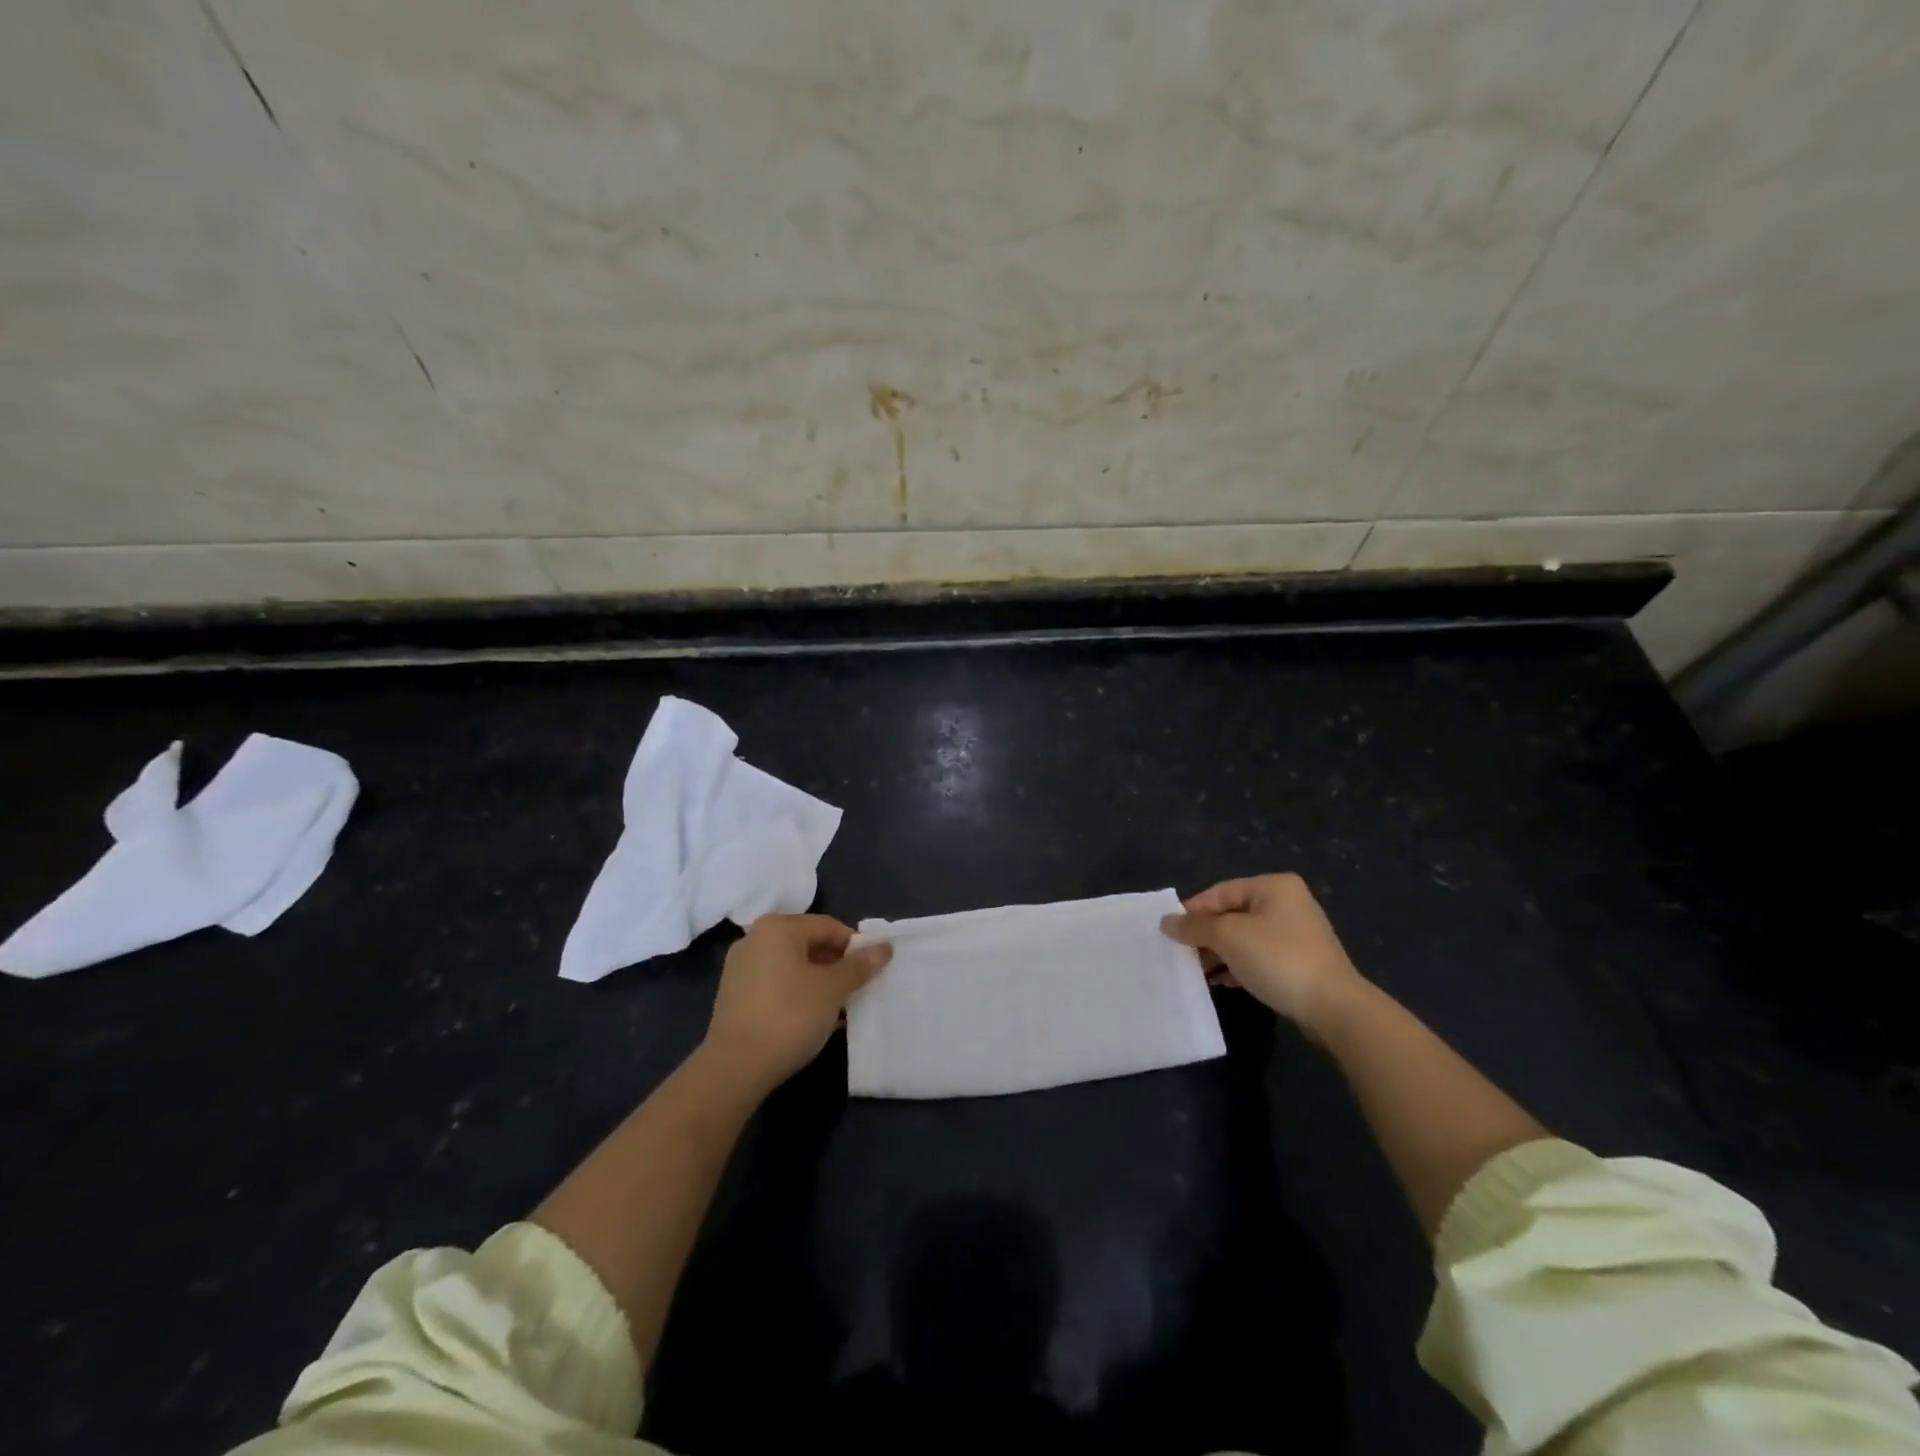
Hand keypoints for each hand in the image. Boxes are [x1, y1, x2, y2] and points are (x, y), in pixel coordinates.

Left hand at [702, 914, 891, 1092]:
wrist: (735, 1069)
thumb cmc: (789, 1016)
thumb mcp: (832, 989)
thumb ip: (860, 965)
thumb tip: (885, 947)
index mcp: (777, 928)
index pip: (828, 926)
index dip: (855, 946)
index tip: (873, 969)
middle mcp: (755, 939)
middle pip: (809, 944)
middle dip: (838, 965)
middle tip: (859, 988)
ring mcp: (741, 968)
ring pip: (793, 966)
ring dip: (820, 982)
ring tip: (841, 1007)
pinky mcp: (735, 995)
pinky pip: (777, 984)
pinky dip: (799, 994)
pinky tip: (817, 1019)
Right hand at [1161, 873, 1361, 1033]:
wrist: (1334, 1008)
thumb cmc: (1278, 959)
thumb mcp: (1228, 937)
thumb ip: (1194, 927)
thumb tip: (1165, 922)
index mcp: (1273, 886)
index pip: (1219, 892)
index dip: (1192, 911)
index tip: (1170, 933)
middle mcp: (1287, 902)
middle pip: (1231, 914)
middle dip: (1205, 935)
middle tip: (1182, 954)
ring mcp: (1297, 933)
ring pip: (1244, 937)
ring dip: (1219, 953)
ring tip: (1198, 972)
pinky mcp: (1300, 961)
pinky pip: (1259, 956)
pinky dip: (1238, 965)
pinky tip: (1223, 981)